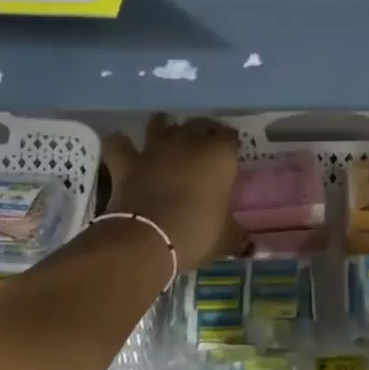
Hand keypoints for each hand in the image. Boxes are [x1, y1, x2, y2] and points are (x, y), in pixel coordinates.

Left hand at [103, 115, 241, 270]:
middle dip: (202, 130)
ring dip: (164, 126)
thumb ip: (236, 235)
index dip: (230, 144)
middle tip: (204, 144)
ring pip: (160, 124)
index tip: (231, 153)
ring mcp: (155, 149)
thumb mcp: (226, 238)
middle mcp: (188, 142)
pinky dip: (121, 143)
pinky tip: (123, 143)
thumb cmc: (197, 232)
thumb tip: (248, 245)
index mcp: (219, 155)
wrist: (148, 238)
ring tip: (167, 132)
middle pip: (198, 124)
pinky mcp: (128, 163)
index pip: (230, 136)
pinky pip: (120, 144)